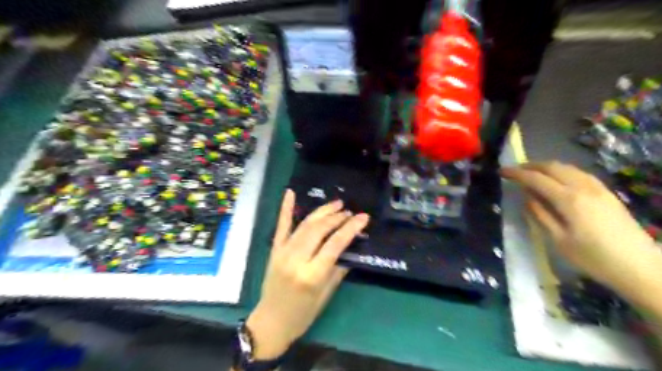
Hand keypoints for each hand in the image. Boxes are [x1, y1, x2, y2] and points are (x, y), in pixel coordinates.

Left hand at [244, 189, 366, 356]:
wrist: (271, 322)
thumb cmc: (303, 314)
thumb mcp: (326, 295)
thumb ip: (338, 269)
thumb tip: (350, 246)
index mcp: (311, 275)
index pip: (335, 244)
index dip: (350, 228)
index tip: (363, 217)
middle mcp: (296, 259)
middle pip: (319, 230)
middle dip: (337, 218)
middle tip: (350, 212)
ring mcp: (283, 252)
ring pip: (305, 225)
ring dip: (322, 212)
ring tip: (336, 204)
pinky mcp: (274, 250)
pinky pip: (281, 226)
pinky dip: (286, 208)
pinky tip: (290, 193)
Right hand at [502, 163, 656, 294]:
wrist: (641, 268)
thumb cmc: (593, 258)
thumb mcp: (558, 240)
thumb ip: (540, 215)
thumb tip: (526, 197)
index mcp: (568, 200)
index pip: (536, 179)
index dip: (516, 173)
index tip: (502, 171)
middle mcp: (583, 187)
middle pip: (552, 167)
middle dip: (530, 166)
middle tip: (514, 171)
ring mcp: (598, 188)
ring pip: (567, 167)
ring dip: (546, 166)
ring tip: (532, 173)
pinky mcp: (607, 193)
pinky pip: (579, 173)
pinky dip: (562, 171)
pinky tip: (558, 179)